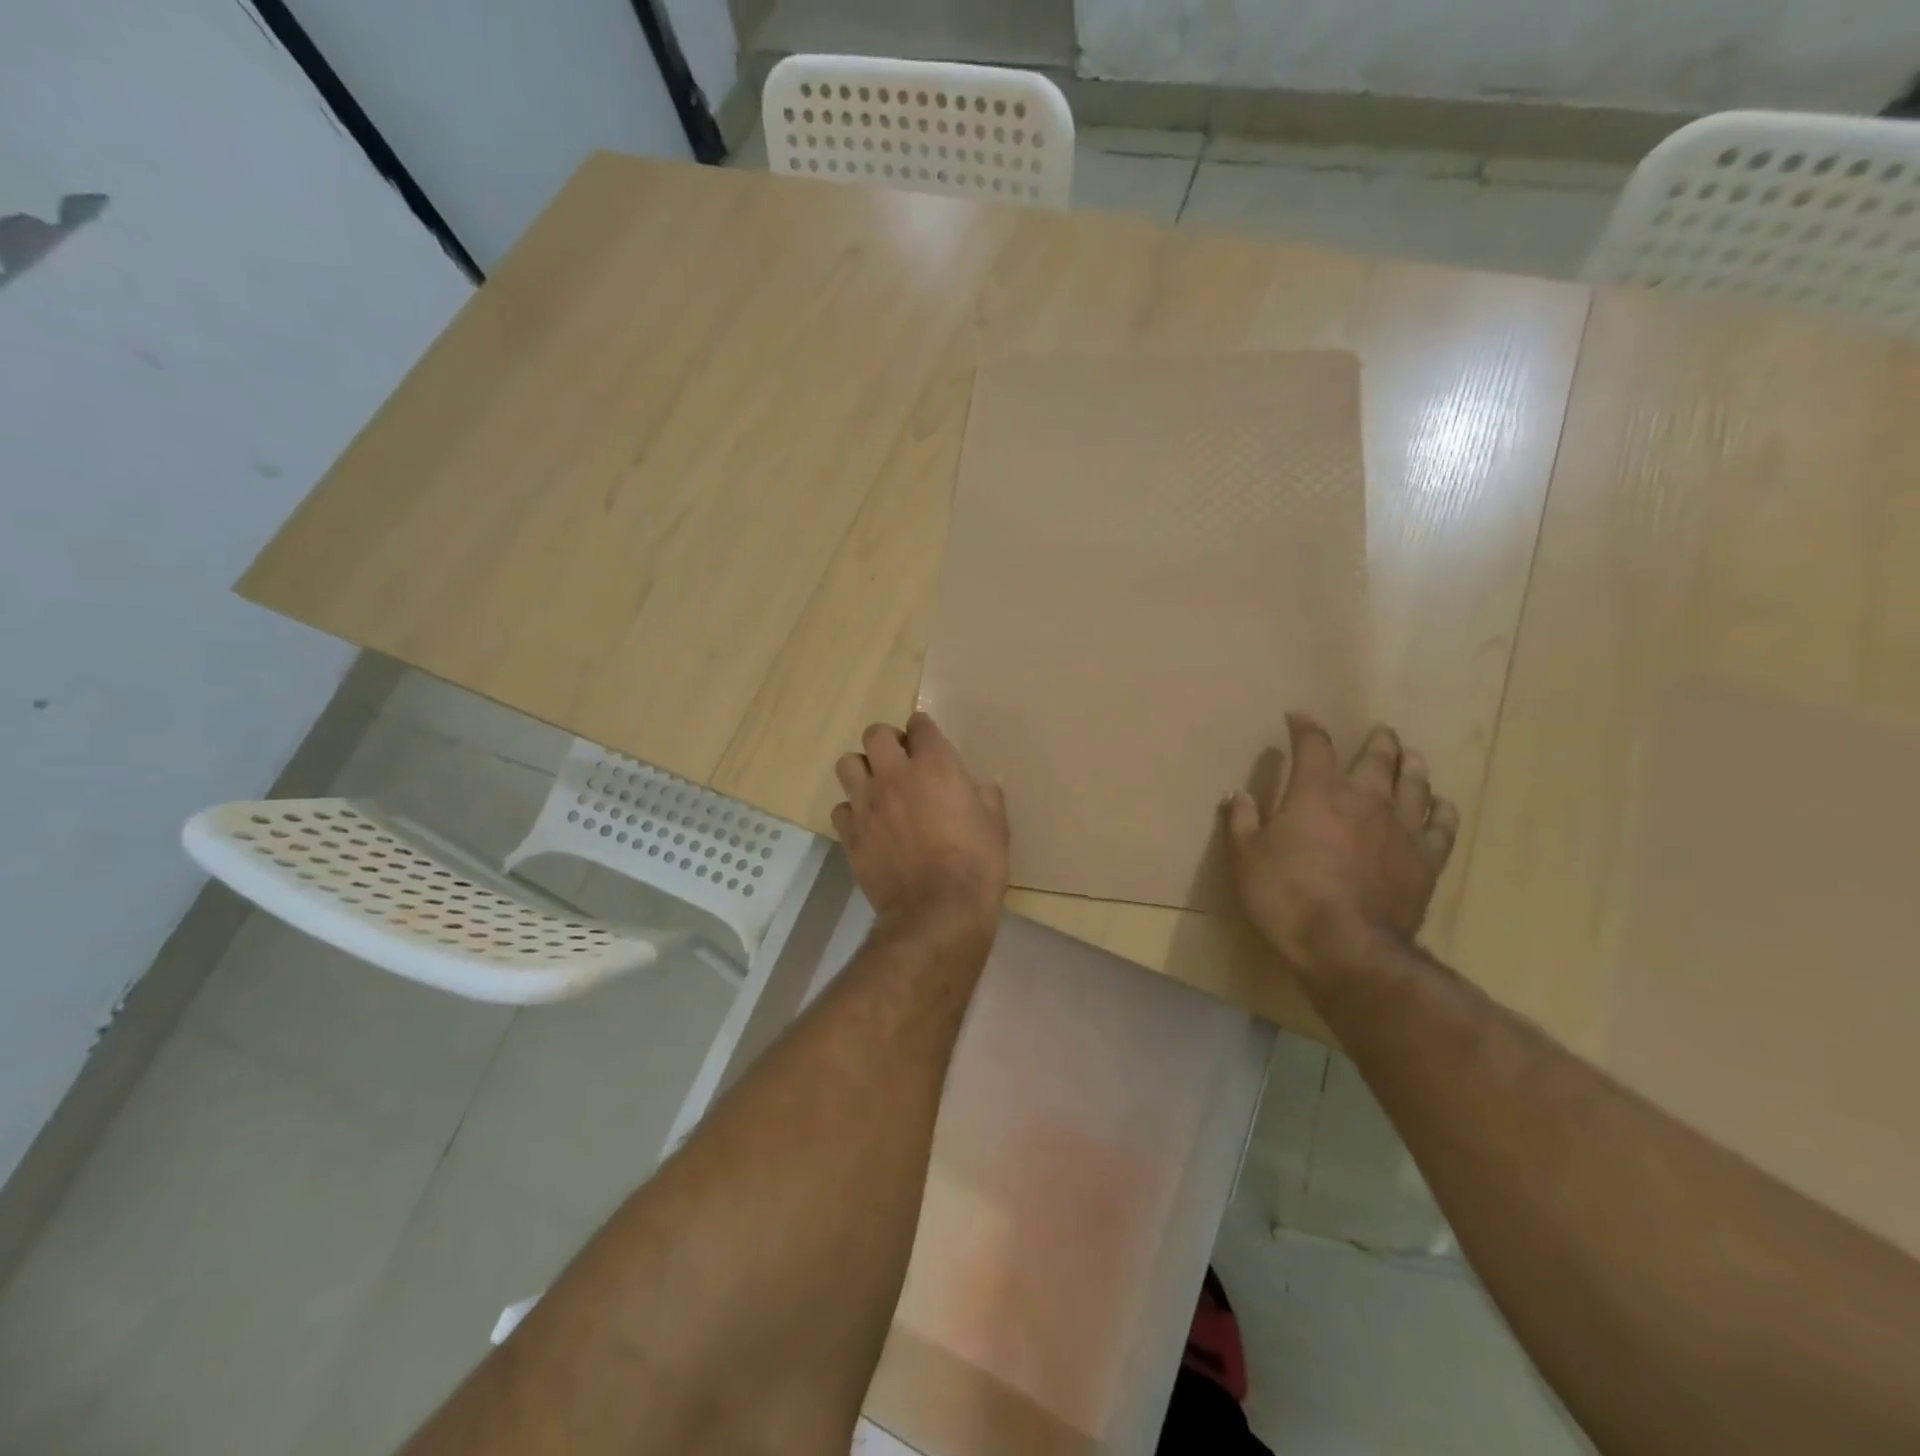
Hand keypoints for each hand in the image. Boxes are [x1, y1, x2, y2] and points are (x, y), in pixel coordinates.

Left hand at [832, 712, 1009, 940]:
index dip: (923, 730)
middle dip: (887, 741)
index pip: (919, 724)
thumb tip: (981, 787)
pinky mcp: (850, 834)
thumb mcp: (996, 826)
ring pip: (848, 764)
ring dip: (863, 770)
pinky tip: (868, 824)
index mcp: (935, 766)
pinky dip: (853, 811)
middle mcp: (895, 775)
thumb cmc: (977, 864)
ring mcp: (867, 804)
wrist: (938, 912)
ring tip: (878, 788)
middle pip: (875, 734)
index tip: (929, 743)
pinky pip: (841, 808)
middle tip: (900, 761)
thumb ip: (986, 797)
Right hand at [1224, 716, 1458, 981]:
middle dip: (1376, 741)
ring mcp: (1401, 828)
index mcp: (1317, 791)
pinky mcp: (1426, 860)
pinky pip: (1441, 827)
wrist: (1344, 945)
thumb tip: (1239, 795)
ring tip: (1411, 756)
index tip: (1298, 717)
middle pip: (1377, 757)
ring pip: (1414, 784)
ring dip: (1411, 766)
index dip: (1305, 726)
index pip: (1313, 744)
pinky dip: (1441, 811)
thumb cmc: (1284, 895)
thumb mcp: (1245, 856)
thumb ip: (1242, 820)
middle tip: (1379, 733)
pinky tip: (1440, 805)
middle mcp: (1365, 798)